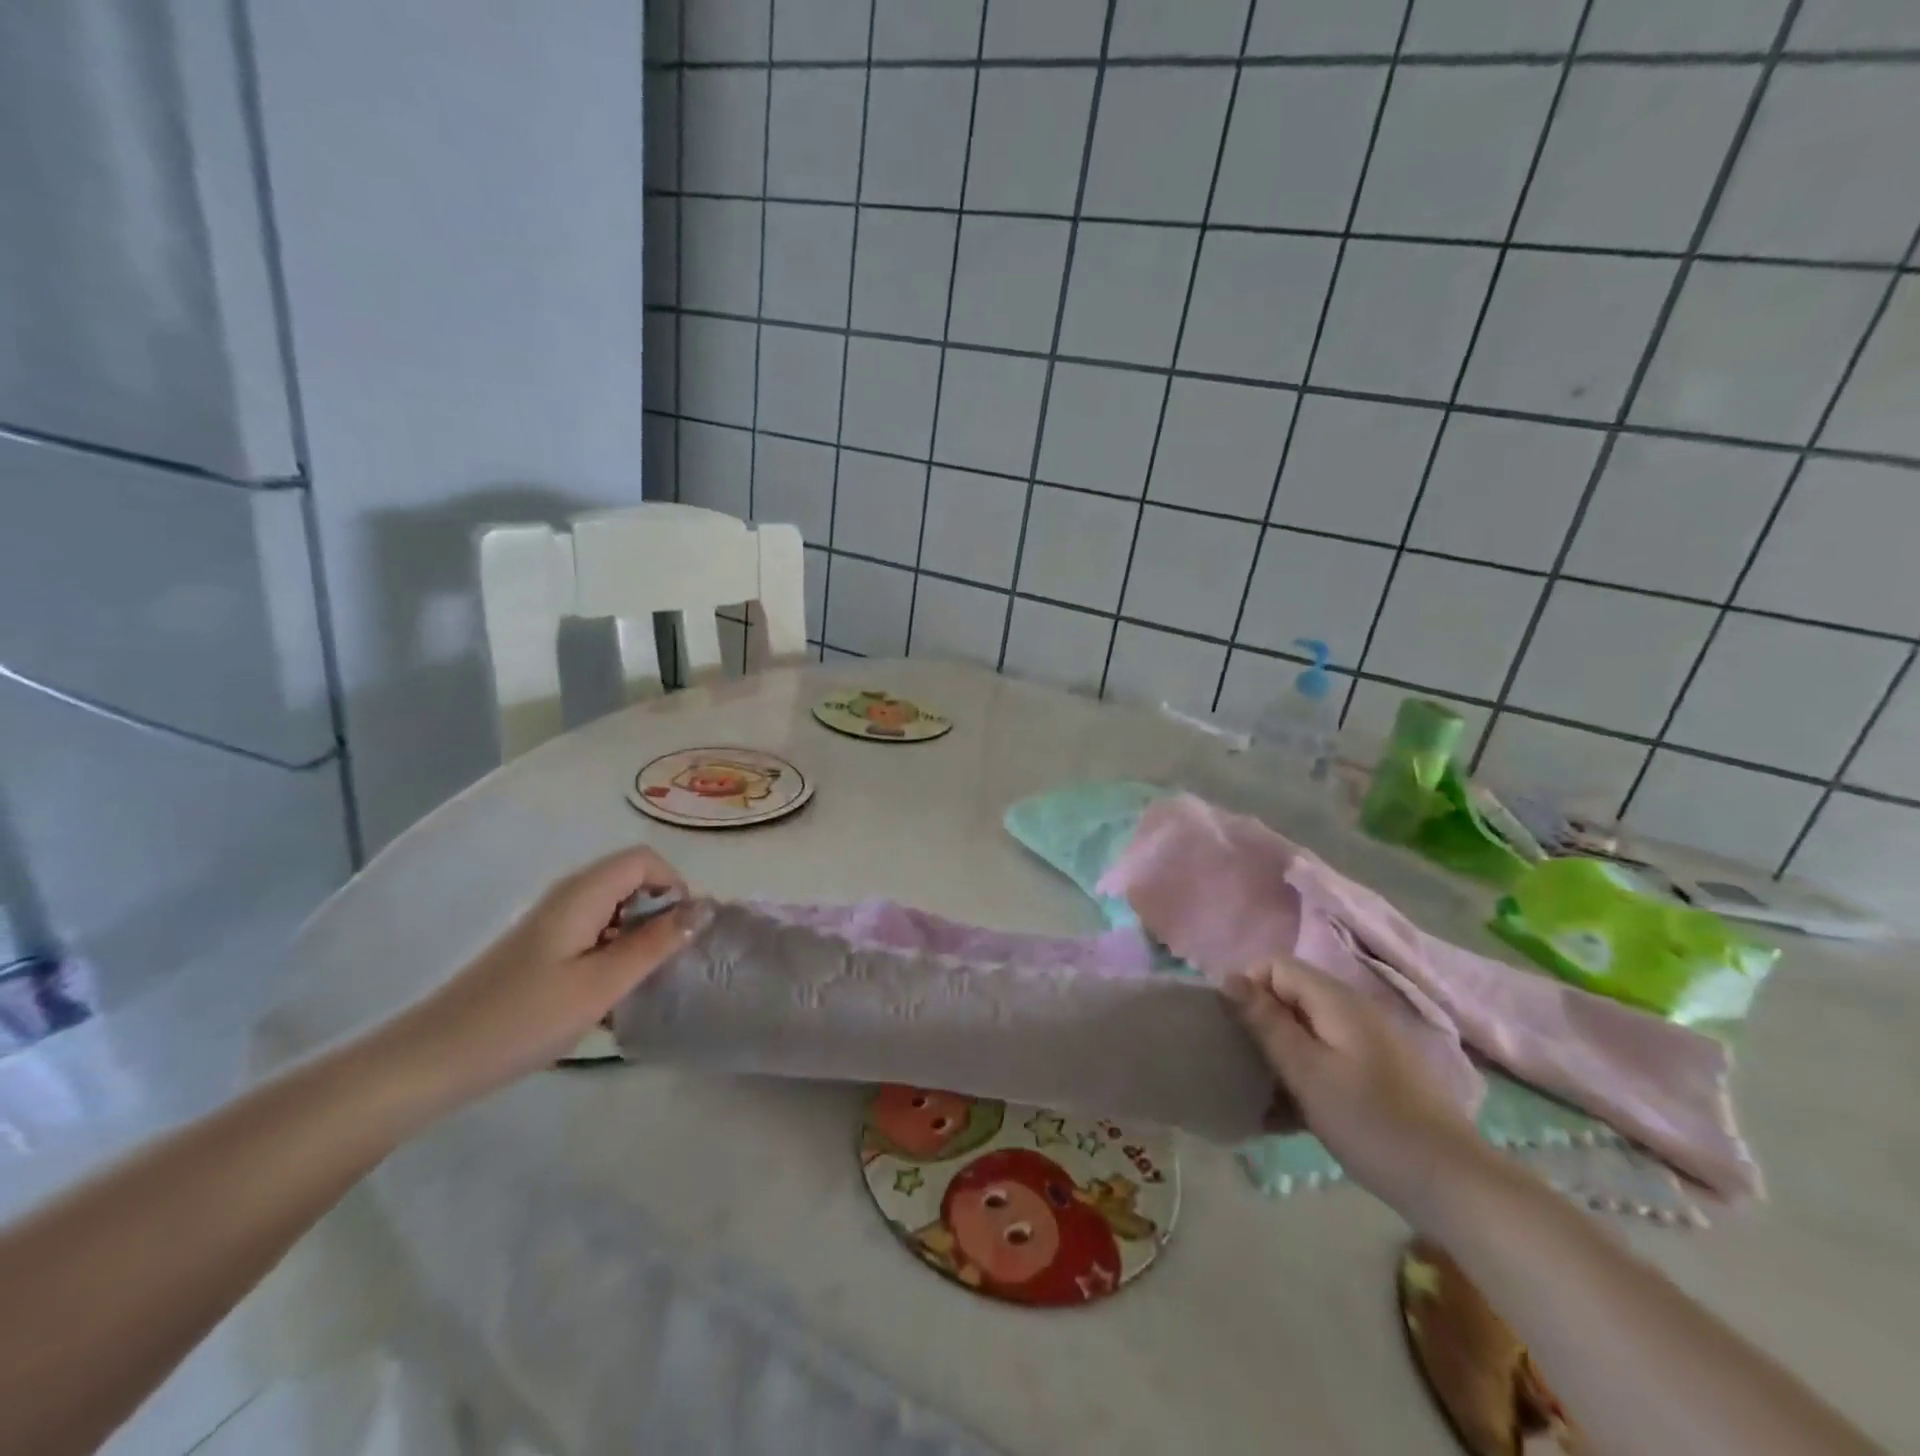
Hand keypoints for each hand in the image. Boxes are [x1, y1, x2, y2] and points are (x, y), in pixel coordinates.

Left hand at [389, 847, 708, 1111]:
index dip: (674, 886)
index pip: (645, 859)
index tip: (681, 933)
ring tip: (640, 984)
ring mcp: (551, 923)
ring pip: (614, 910)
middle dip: (659, 914)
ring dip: (638, 938)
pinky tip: (608, 998)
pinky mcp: (541, 949)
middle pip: (631, 881)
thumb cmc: (522, 1019)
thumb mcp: (601, 984)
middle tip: (665, 962)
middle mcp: (567, 897)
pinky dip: (613, 955)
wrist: (430, 1061)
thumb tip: (705, 908)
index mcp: (582, 894)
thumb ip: (656, 943)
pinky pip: (594, 934)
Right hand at [1224, 959, 1490, 1217]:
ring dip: (1278, 1057)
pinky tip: (1287, 1117)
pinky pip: (1324, 1060)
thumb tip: (1228, 978)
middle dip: (1259, 1025)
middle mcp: (1352, 1012)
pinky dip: (1302, 1078)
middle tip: (1241, 1064)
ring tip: (1259, 1095)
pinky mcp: (1375, 1076)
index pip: (1276, 966)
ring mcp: (1367, 1045)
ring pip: (1304, 1032)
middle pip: (1289, 998)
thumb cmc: (1371, 1122)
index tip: (1233, 1030)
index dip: (1248, 989)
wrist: (1454, 1186)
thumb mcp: (1306, 1071)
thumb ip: (1265, 1021)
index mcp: (1337, 1000)